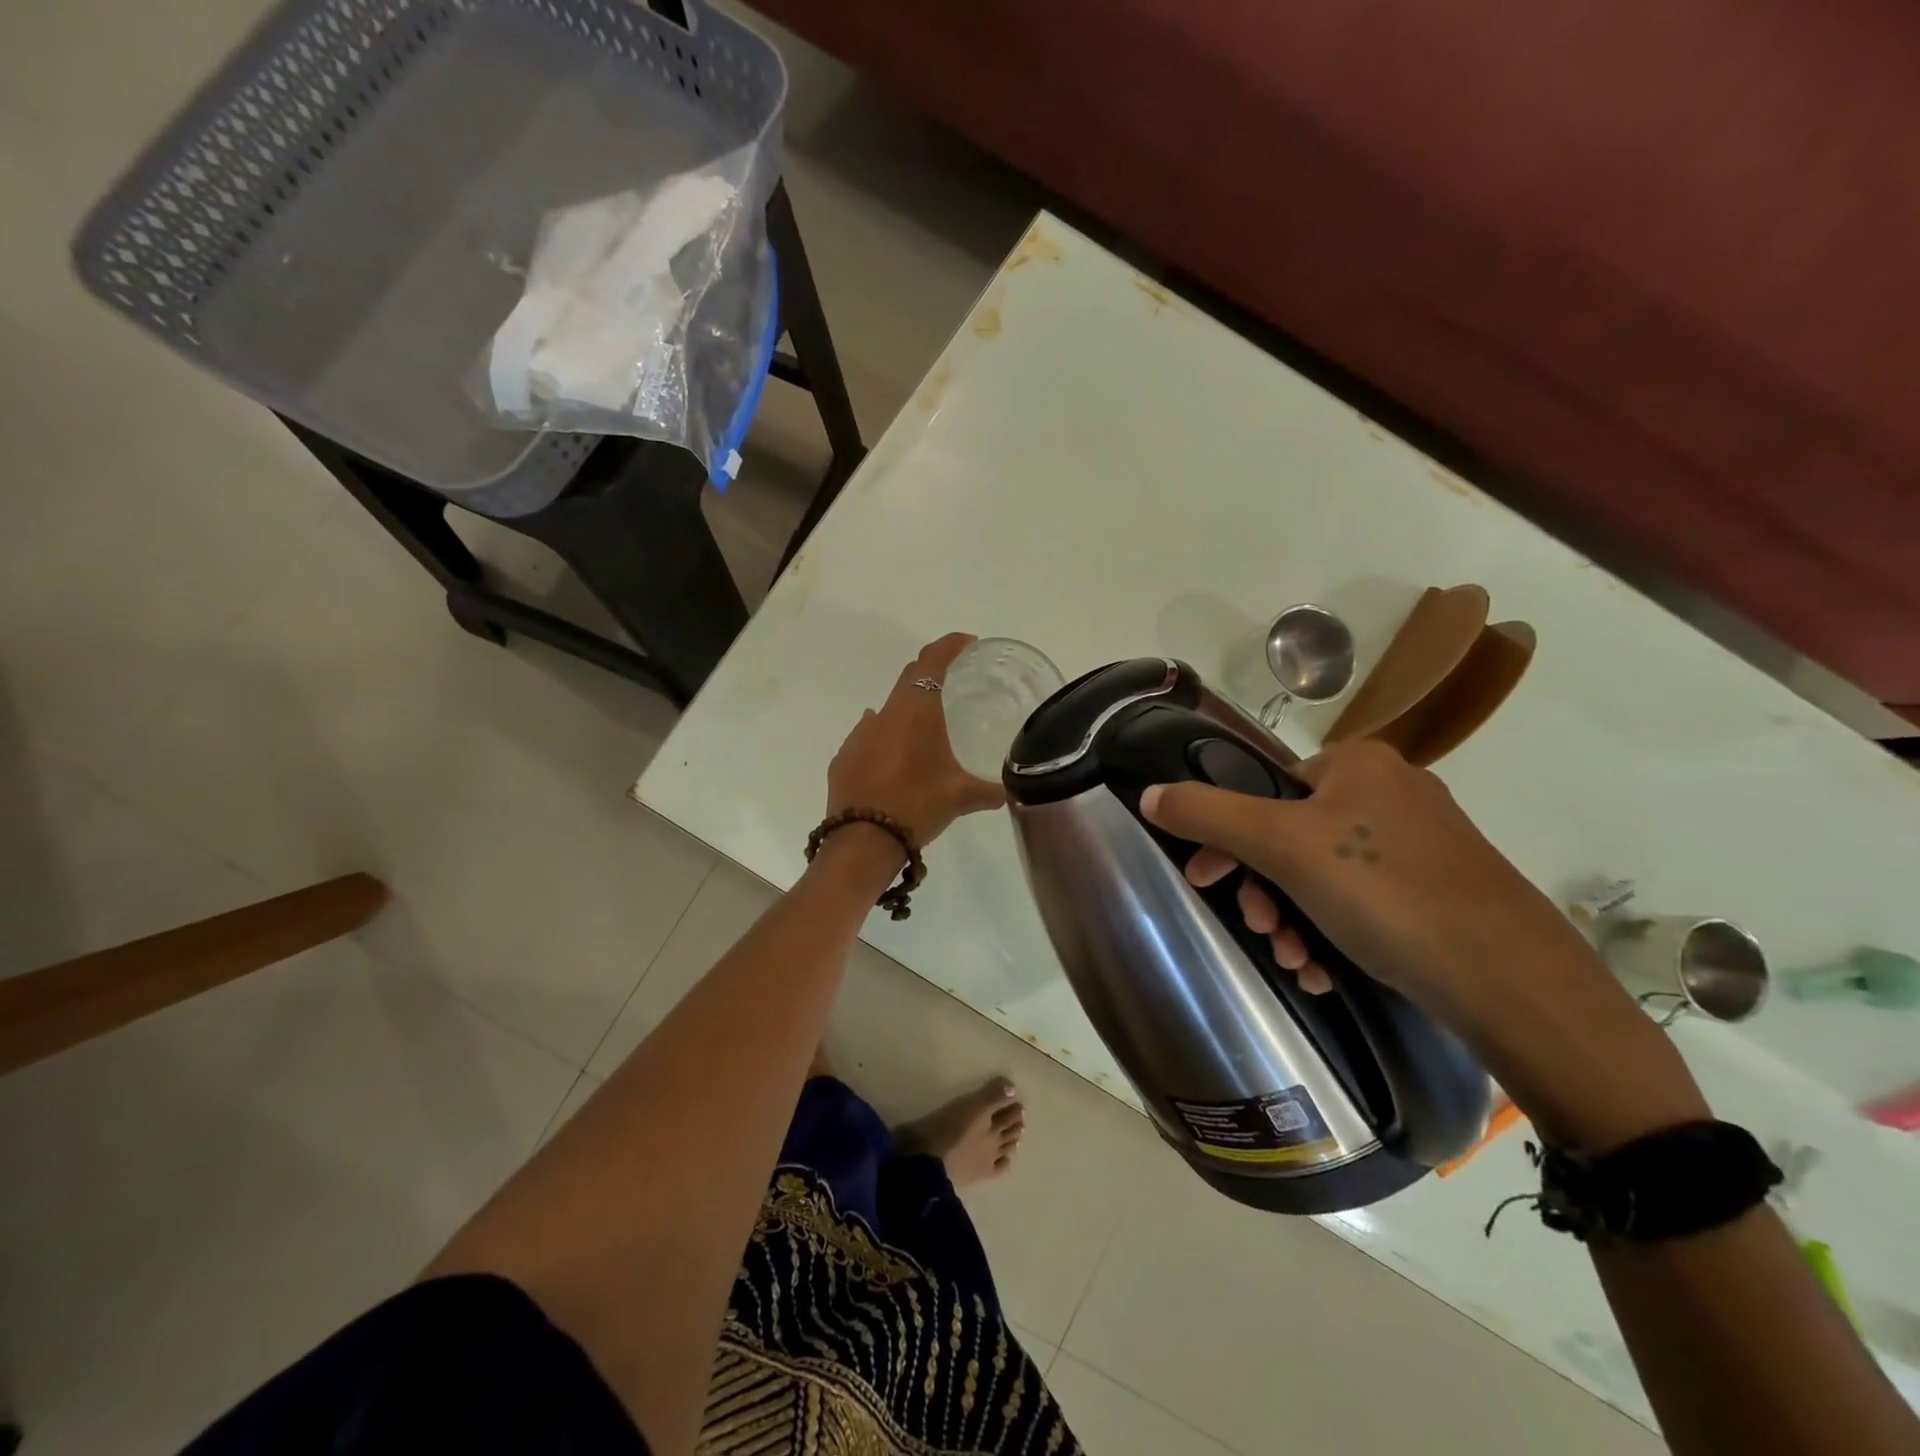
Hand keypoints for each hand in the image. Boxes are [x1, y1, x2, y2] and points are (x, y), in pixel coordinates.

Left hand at [825, 634, 1006, 849]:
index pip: (932, 662)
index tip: (967, 643)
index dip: (950, 646)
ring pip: (887, 710)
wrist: (862, 841)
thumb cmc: (917, 807)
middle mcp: (884, 714)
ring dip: (907, 710)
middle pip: (909, 679)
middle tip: (954, 679)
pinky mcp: (844, 758)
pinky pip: (869, 736)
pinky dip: (886, 737)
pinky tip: (896, 757)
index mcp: (915, 712)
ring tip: (927, 728)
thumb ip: (992, 790)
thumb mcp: (961, 798)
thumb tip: (1015, 790)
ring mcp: (859, 735)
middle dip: (931, 672)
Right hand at [1138, 739, 1607, 1029]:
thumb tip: (1149, 794)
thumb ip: (1207, 814)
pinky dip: (1332, 931)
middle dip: (1263, 890)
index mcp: (1356, 763)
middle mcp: (1389, 790)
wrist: (1511, 979)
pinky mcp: (1439, 888)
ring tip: (1295, 961)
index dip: (1226, 839)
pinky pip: (1362, 898)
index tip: (1206, 883)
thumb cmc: (1384, 891)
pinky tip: (1324, 969)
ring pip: (1323, 874)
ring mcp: (1420, 841)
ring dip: (1292, 918)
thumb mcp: (1281, 845)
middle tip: (1258, 930)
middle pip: (1290, 835)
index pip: (1263, 789)